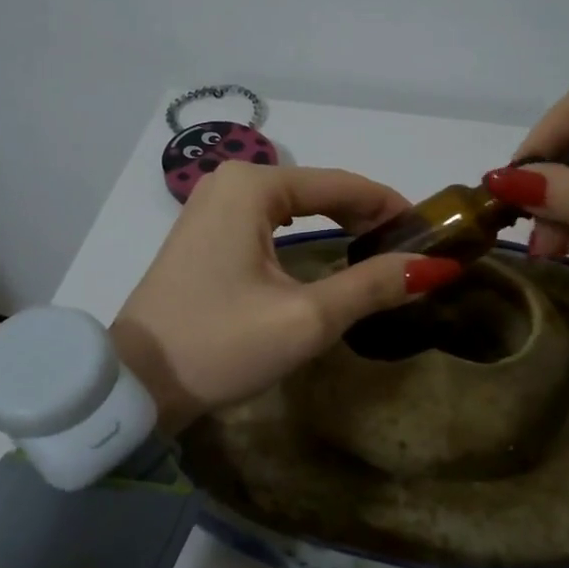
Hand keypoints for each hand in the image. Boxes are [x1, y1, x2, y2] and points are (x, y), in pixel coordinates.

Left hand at [111, 163, 461, 429]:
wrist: (135, 385)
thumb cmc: (220, 345)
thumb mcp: (305, 318)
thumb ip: (370, 286)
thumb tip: (433, 267)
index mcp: (251, 187)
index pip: (340, 183)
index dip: (389, 205)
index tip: (429, 231)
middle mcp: (229, 183)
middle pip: (316, 189)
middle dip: (364, 213)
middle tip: (409, 246)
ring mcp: (210, 207)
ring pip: (292, 205)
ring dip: (335, 222)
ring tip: (377, 248)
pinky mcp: (203, 234)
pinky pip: (267, 221)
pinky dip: (302, 233)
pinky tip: (325, 250)